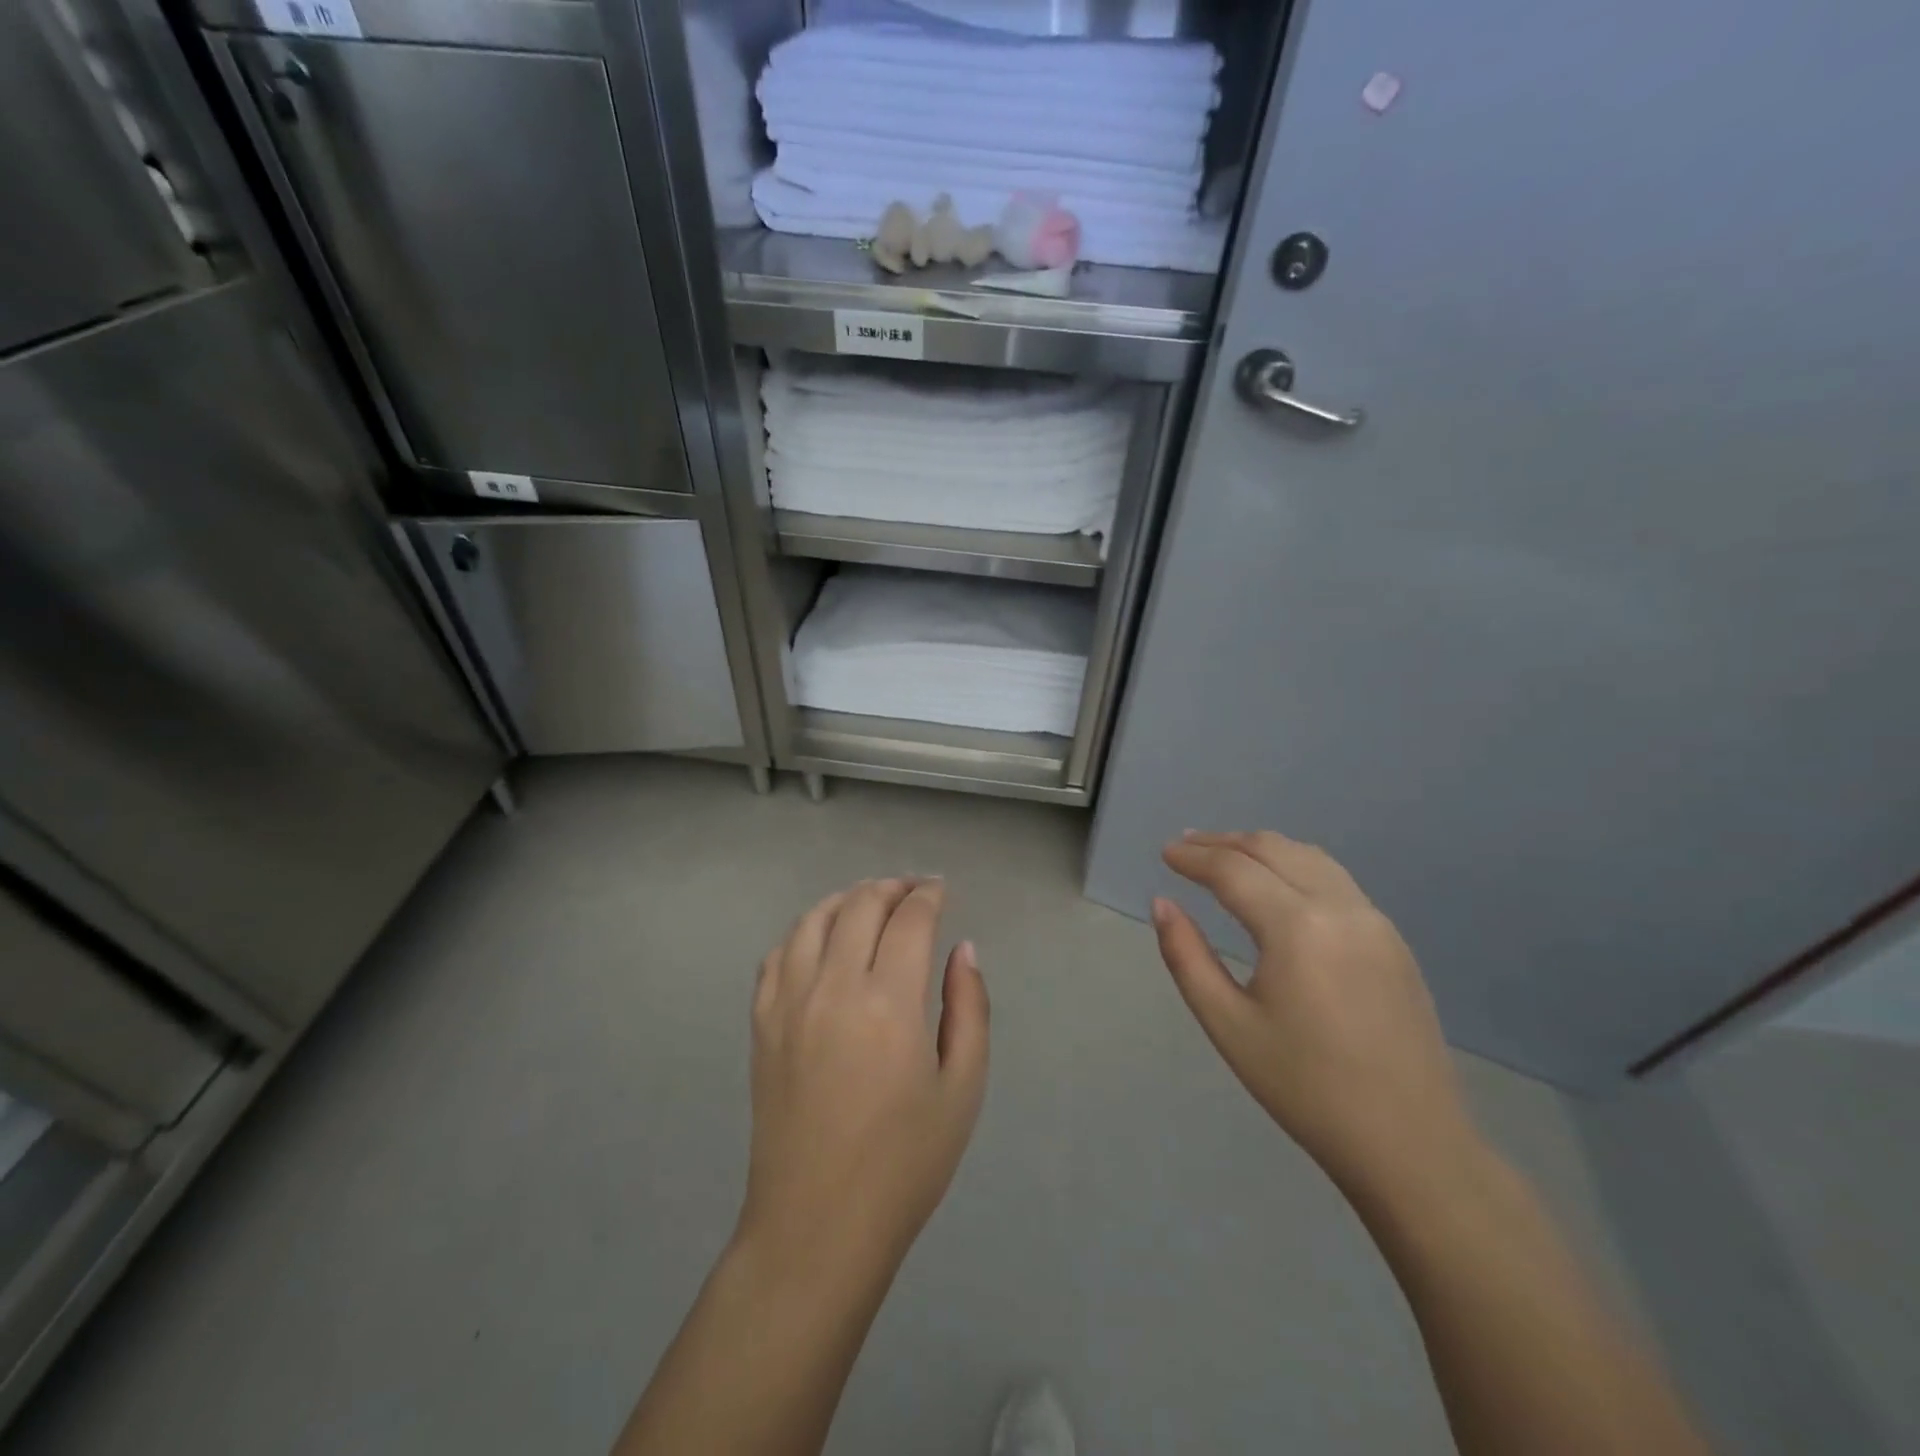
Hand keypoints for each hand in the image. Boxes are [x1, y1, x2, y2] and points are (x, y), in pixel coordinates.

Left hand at [738, 878, 989, 1278]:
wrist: (817, 1227)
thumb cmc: (904, 1164)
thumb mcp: (962, 1089)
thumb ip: (969, 1008)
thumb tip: (963, 949)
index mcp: (888, 1002)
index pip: (909, 919)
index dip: (929, 895)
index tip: (941, 889)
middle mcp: (832, 988)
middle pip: (860, 905)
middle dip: (891, 887)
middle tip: (914, 891)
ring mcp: (788, 1003)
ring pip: (812, 920)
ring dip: (846, 899)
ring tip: (869, 903)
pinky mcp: (761, 1024)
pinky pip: (777, 955)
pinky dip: (803, 932)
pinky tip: (820, 942)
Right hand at [1153, 831, 1477, 1198]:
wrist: (1410, 1144)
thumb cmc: (1305, 1088)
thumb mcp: (1228, 1025)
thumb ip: (1187, 957)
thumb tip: (1162, 905)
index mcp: (1297, 928)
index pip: (1233, 870)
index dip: (1193, 857)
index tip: (1165, 854)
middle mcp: (1339, 907)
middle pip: (1272, 849)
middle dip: (1223, 842)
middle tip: (1185, 847)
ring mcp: (1373, 920)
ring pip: (1308, 857)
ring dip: (1261, 848)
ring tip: (1225, 855)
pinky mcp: (1392, 939)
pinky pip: (1334, 879)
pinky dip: (1294, 865)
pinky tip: (1277, 885)